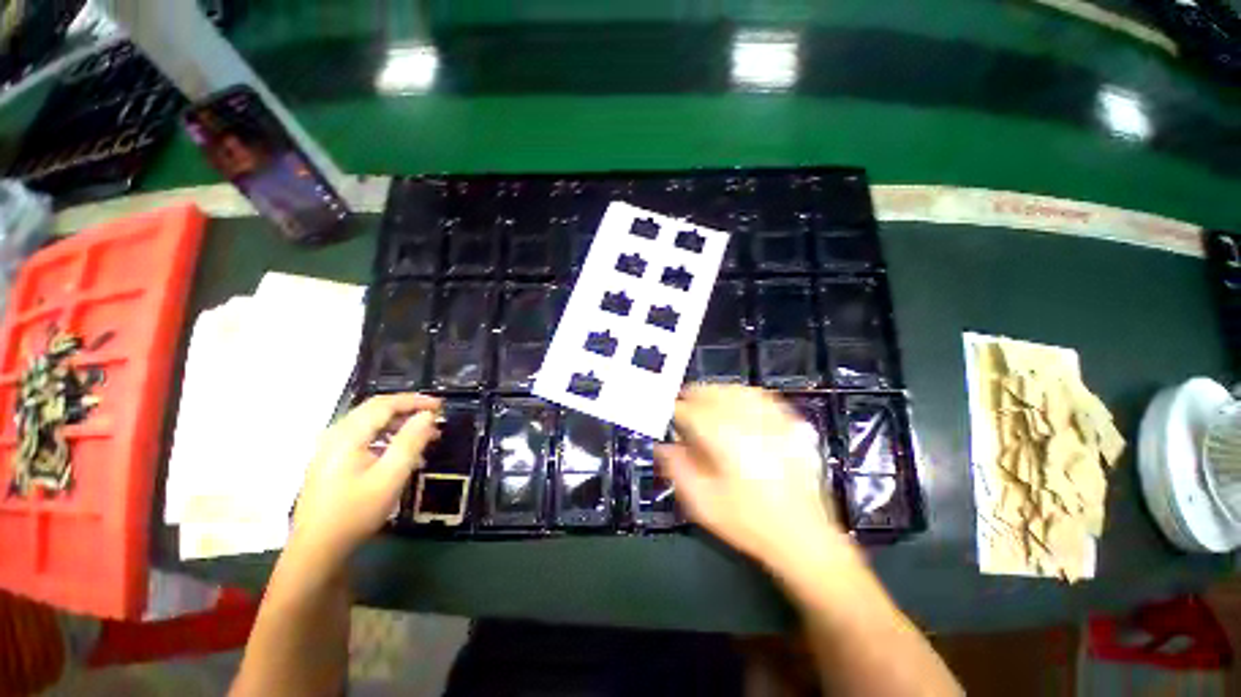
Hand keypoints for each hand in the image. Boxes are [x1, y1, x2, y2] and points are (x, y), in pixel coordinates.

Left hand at [291, 393, 440, 563]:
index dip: (415, 400)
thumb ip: (410, 441)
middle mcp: (335, 436)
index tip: (440, 406)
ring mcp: (329, 450)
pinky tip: (400, 453)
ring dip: (398, 424)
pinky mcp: (330, 463)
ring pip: (369, 424)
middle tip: (434, 416)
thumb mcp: (390, 476)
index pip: (384, 404)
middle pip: (375, 410)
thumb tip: (427, 415)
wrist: (317, 551)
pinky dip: (386, 437)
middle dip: (407, 409)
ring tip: (424, 435)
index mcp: (347, 435)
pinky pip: (362, 438)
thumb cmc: (356, 512)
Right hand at [656, 385, 850, 572]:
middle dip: (693, 395)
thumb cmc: (748, 523)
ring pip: (737, 390)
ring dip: (716, 391)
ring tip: (705, 400)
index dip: (673, 409)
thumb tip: (664, 445)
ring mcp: (773, 421)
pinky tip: (737, 403)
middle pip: (714, 393)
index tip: (665, 413)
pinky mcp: (791, 425)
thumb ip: (677, 469)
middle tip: (682, 405)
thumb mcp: (702, 503)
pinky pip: (762, 397)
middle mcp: (749, 422)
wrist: (804, 538)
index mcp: (725, 440)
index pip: (690, 411)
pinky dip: (743, 394)